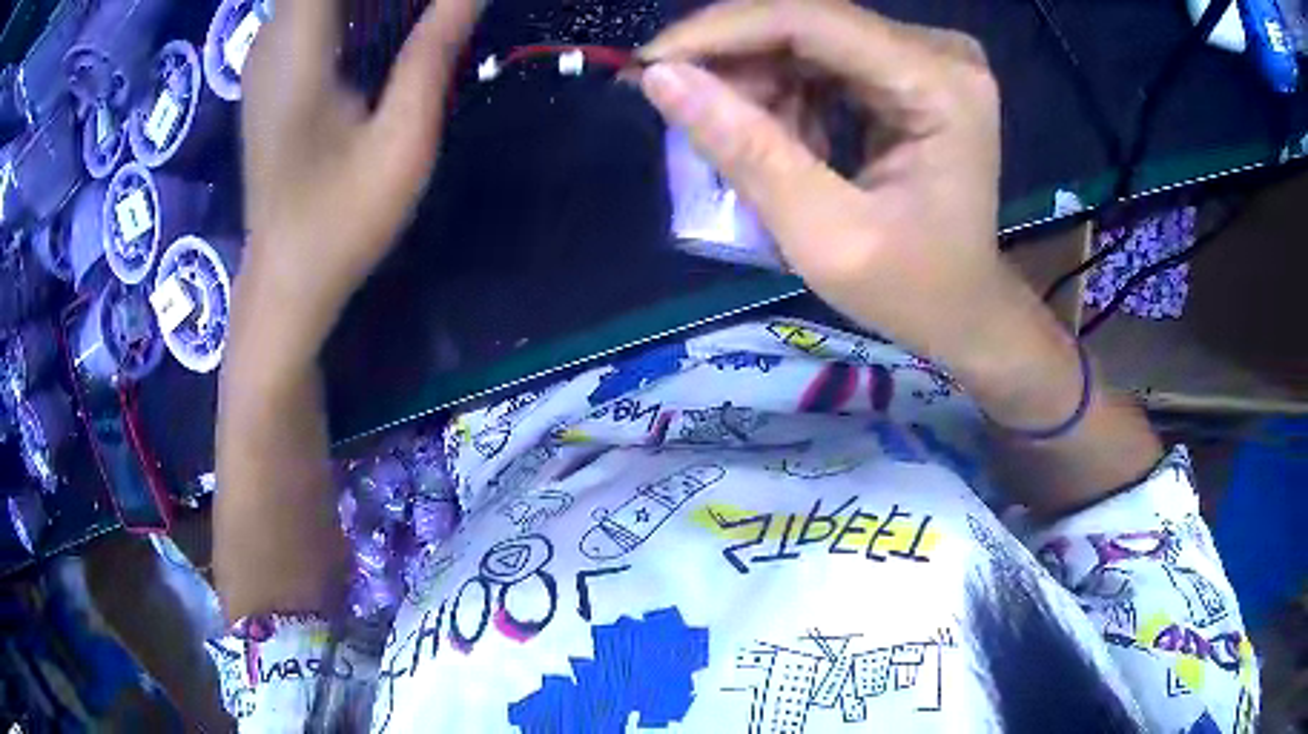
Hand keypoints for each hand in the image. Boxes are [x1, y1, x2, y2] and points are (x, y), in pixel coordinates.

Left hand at [237, 0, 477, 356]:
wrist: (284, 281)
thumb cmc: (341, 221)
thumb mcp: (401, 141)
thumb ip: (432, 53)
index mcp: (295, 53)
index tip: (423, 5)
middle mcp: (269, 43)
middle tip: (430, 12)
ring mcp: (262, 59)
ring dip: (364, 4)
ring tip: (414, 17)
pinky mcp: (267, 74)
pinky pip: (305, 11)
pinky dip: (344, 10)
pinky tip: (378, 24)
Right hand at [638, 0, 1012, 368]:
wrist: (964, 308)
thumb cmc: (911, 289)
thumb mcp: (824, 235)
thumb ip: (747, 151)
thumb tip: (660, 79)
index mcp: (939, 86)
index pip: (809, 20)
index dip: (718, 32)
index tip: (648, 65)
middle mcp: (939, 53)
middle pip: (805, 24)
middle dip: (735, 66)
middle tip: (690, 120)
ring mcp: (927, 56)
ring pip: (806, 39)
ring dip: (759, 86)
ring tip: (749, 148)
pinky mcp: (910, 67)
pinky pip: (822, 57)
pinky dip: (786, 94)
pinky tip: (787, 141)